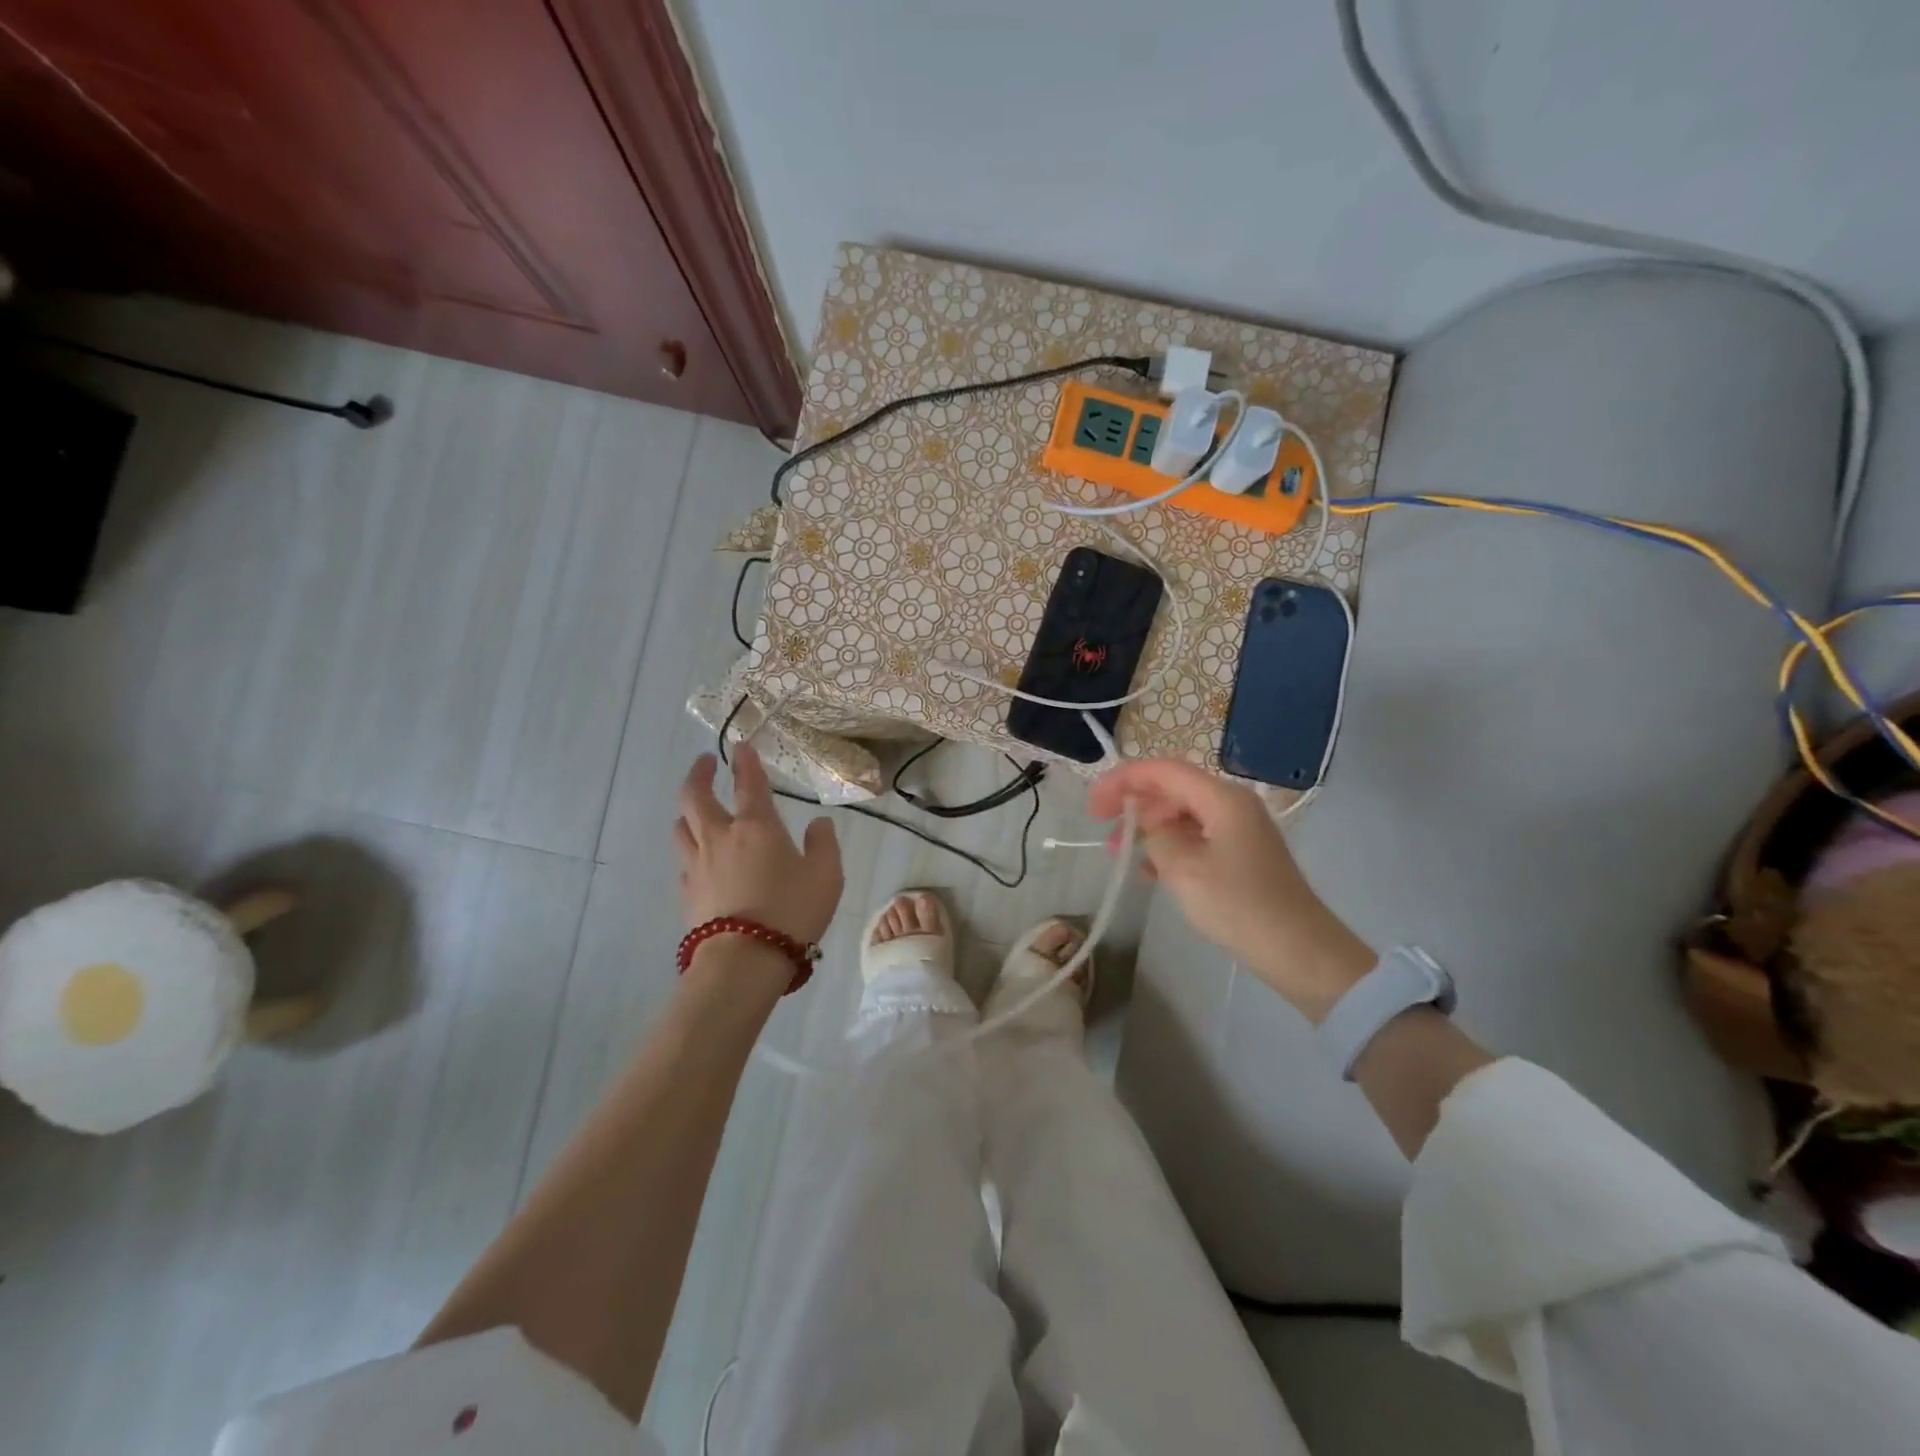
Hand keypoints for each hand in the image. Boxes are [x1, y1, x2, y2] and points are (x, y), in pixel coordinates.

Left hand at [674, 744, 842, 946]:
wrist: (744, 958)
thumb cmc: (792, 910)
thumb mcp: (827, 875)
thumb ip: (823, 843)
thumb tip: (818, 823)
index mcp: (756, 827)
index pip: (749, 782)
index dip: (746, 761)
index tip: (742, 746)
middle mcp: (721, 837)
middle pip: (695, 797)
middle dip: (699, 775)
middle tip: (705, 763)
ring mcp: (698, 866)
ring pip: (681, 827)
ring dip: (688, 812)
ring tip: (696, 809)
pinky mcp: (687, 894)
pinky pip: (683, 862)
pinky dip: (690, 851)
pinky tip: (700, 859)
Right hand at [1088, 758, 1371, 1019]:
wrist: (1298, 950)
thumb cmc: (1239, 905)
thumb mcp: (1183, 869)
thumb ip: (1155, 836)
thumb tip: (1147, 824)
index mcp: (1221, 799)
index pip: (1163, 770)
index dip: (1123, 780)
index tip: (1094, 805)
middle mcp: (1232, 804)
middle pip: (1172, 789)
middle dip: (1133, 804)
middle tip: (1103, 829)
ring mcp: (1239, 828)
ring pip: (1181, 814)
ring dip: (1148, 828)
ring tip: (1121, 854)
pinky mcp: (1241, 853)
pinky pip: (1196, 836)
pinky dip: (1169, 846)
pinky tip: (1150, 871)